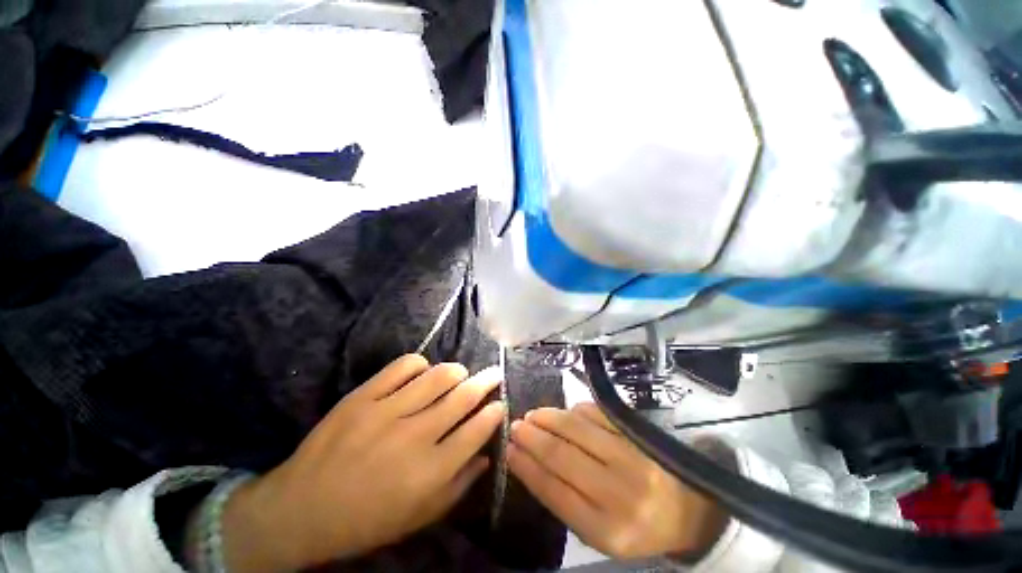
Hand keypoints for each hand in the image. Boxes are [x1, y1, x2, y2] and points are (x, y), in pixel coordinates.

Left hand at [221, 355, 504, 571]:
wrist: (301, 510)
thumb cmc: (367, 520)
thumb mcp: (419, 517)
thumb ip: (459, 485)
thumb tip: (486, 454)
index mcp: (430, 471)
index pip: (477, 430)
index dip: (494, 412)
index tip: (500, 403)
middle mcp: (415, 436)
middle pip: (463, 396)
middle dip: (486, 381)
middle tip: (494, 374)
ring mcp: (387, 411)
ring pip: (438, 376)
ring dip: (457, 371)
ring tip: (460, 374)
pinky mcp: (363, 396)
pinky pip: (403, 366)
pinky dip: (420, 364)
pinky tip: (422, 372)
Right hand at [507, 403, 726, 560]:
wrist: (687, 511)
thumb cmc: (635, 525)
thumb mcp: (598, 531)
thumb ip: (564, 500)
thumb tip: (528, 461)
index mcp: (607, 530)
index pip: (554, 491)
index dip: (527, 466)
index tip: (508, 449)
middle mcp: (620, 493)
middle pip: (563, 455)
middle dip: (533, 437)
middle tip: (515, 425)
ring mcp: (632, 458)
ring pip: (577, 429)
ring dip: (550, 418)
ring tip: (533, 416)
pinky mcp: (639, 434)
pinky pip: (598, 414)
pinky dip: (576, 411)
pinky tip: (565, 413)